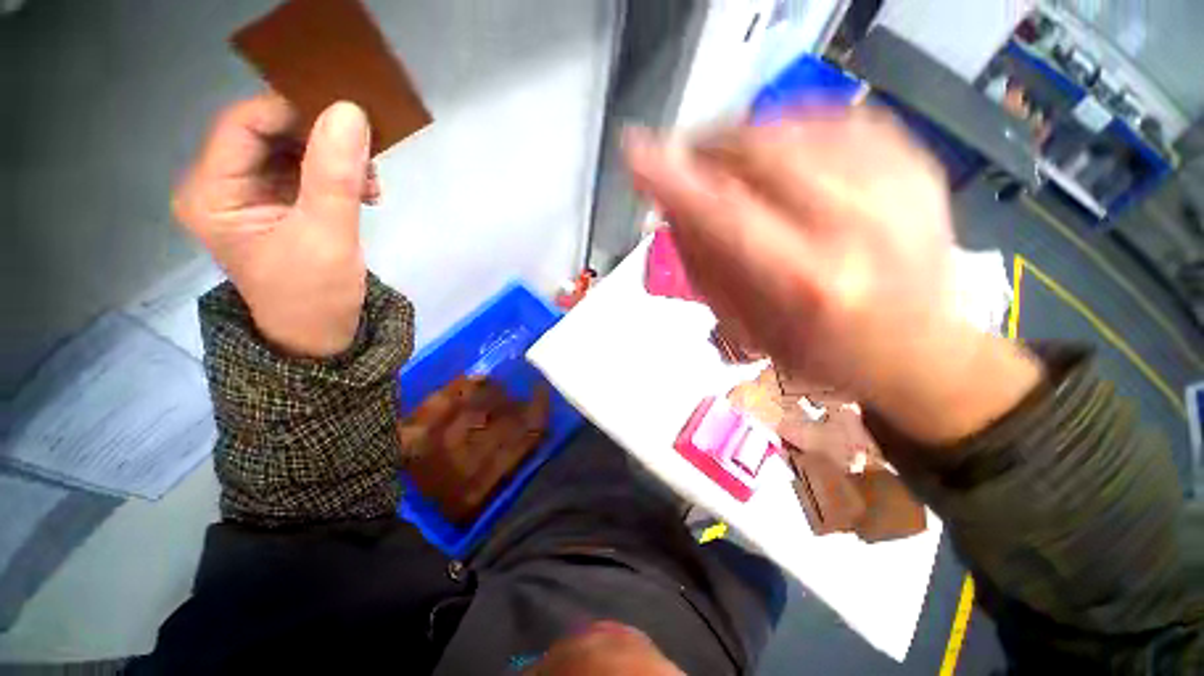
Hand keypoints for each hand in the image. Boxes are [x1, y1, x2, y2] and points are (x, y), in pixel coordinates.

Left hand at [174, 93, 379, 356]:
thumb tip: (350, 112)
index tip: (350, 121)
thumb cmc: (315, 295)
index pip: (244, 125)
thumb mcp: (327, 236)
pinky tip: (365, 192)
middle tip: (368, 159)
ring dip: (337, 159)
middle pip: (269, 133)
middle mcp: (223, 185)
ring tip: (372, 185)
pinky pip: (307, 171)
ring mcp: (251, 193)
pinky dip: (339, 175)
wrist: (321, 334)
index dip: (294, 112)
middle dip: (323, 140)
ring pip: (293, 149)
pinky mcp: (278, 203)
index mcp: (212, 193)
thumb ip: (335, 175)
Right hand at [626, 109, 1040, 442]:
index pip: (724, 214)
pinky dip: (786, 130)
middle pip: (758, 153)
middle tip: (684, 162)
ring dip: (741, 141)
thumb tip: (674, 208)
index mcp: (808, 282)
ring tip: (727, 166)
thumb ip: (706, 266)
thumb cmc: (822, 352)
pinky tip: (777, 156)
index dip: (674, 180)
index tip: (634, 153)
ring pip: (791, 128)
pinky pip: (830, 120)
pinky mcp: (914, 161)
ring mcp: (897, 183)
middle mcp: (857, 225)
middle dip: (706, 150)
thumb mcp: (749, 327)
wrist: (918, 347)